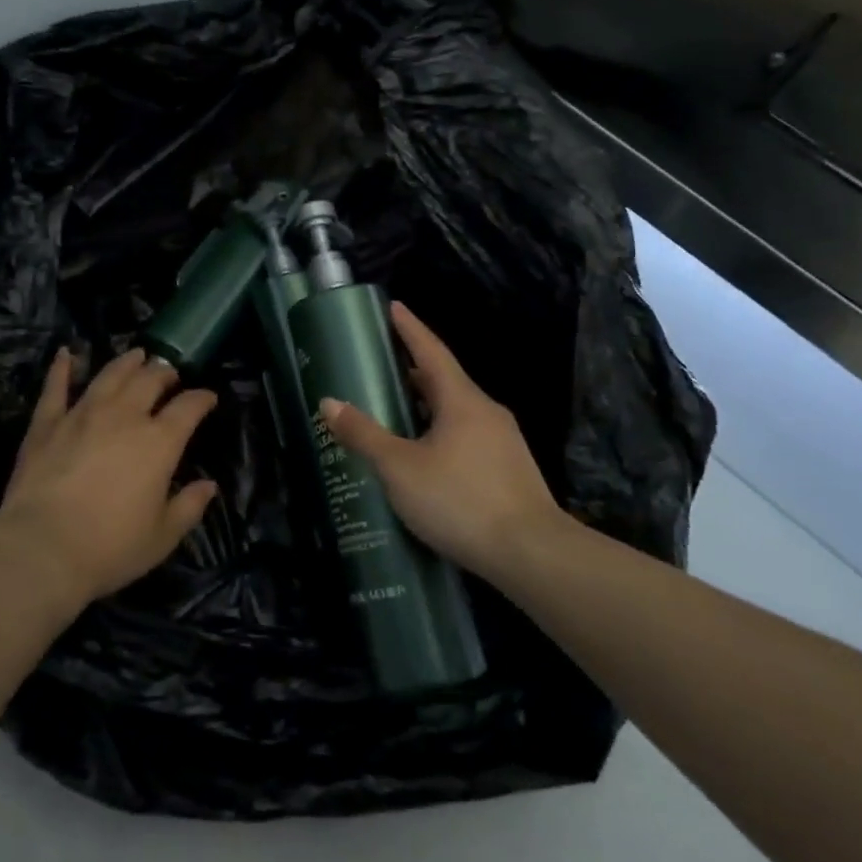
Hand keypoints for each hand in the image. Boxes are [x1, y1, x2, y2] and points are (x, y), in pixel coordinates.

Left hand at [0, 346, 218, 608]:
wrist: (42, 549)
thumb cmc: (110, 548)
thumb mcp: (162, 536)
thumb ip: (189, 507)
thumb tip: (209, 486)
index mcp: (159, 442)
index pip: (189, 407)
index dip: (202, 398)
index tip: (208, 398)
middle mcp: (124, 416)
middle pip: (150, 380)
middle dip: (165, 373)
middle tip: (170, 374)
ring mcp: (83, 414)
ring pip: (109, 375)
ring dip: (127, 362)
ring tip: (137, 355)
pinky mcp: (47, 423)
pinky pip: (56, 387)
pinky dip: (61, 368)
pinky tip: (65, 354)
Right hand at [319, 302, 568, 582]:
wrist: (532, 554)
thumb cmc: (460, 500)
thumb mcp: (400, 467)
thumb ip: (364, 434)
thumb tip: (329, 403)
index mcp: (462, 400)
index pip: (431, 351)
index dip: (410, 328)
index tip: (394, 306)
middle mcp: (486, 412)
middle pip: (445, 381)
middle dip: (414, 370)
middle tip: (383, 365)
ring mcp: (502, 442)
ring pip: (457, 413)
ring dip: (427, 406)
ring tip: (397, 411)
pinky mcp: (509, 471)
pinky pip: (467, 438)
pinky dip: (441, 434)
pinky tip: (426, 457)